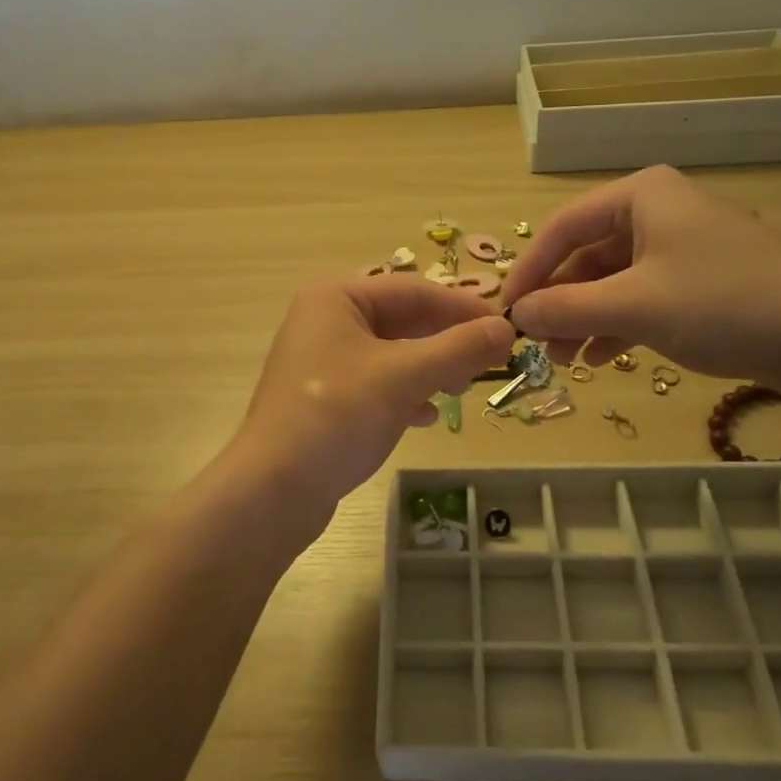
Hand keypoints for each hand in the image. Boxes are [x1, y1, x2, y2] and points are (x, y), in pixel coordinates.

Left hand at [223, 275, 515, 540]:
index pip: (415, 290)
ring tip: (462, 389)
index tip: (506, 328)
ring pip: (393, 353)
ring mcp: (324, 360)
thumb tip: (507, 329)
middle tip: (489, 363)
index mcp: (337, 296)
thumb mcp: (404, 377)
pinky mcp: (325, 396)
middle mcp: (327, 319)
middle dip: (447, 341)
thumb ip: (459, 349)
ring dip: (431, 368)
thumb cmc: (337, 416)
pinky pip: (378, 382)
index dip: (463, 308)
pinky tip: (426, 415)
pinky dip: (407, 393)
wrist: (273, 490)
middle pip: (404, 320)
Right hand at [501, 165, 780, 396]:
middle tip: (533, 342)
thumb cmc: (723, 304)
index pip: (563, 227)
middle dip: (558, 300)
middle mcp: (657, 212)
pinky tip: (597, 358)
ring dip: (583, 318)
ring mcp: (681, 248)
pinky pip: (641, 297)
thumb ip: (567, 308)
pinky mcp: (700, 282)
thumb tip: (516, 316)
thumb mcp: (634, 306)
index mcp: (640, 197)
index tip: (506, 311)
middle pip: (587, 255)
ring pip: (612, 281)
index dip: (529, 270)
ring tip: (561, 360)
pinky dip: (616, 325)